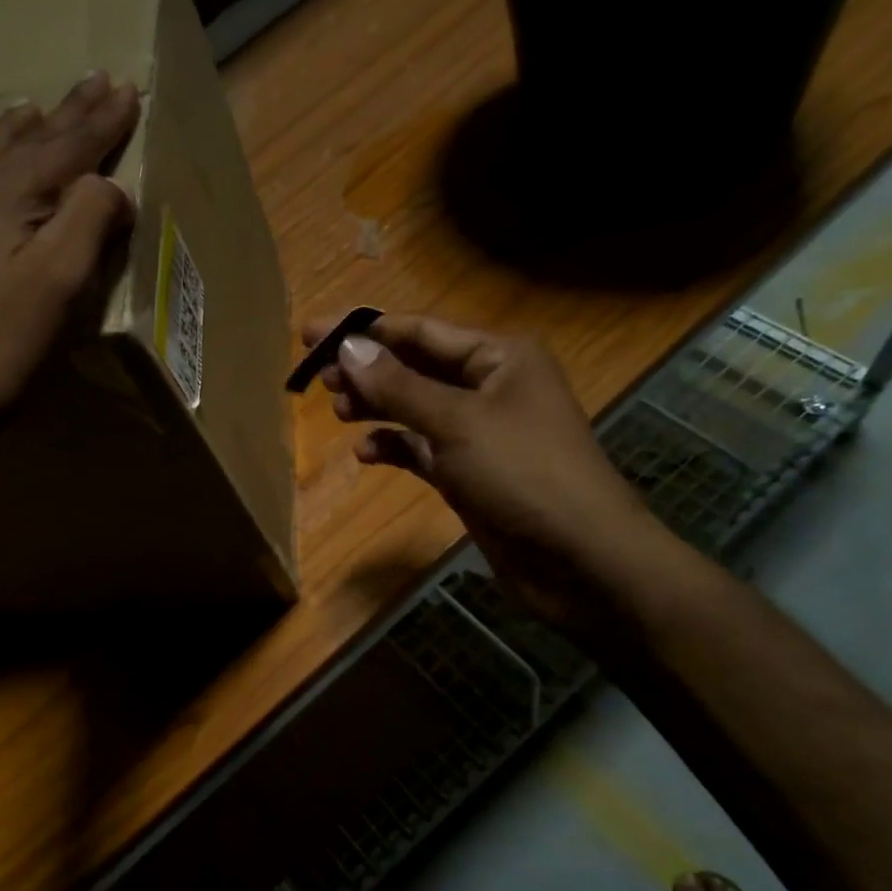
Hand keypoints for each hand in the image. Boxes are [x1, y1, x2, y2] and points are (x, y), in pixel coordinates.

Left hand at [0, 72, 140, 504]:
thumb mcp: (56, 289)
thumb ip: (86, 225)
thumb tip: (109, 184)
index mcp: (4, 200)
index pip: (66, 147)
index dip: (100, 120)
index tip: (126, 87)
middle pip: (20, 145)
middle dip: (61, 114)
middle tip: (89, 82)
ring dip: (8, 137)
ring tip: (27, 111)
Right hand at [307, 314, 677, 625]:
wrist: (579, 560)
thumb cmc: (522, 473)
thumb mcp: (456, 422)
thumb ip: (398, 385)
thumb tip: (347, 347)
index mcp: (499, 357)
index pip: (420, 330)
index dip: (365, 330)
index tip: (312, 333)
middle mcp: (490, 386)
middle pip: (415, 366)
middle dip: (367, 369)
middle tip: (316, 377)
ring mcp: (479, 432)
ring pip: (415, 407)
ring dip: (377, 406)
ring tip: (337, 411)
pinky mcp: (470, 472)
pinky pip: (422, 448)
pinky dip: (395, 446)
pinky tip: (366, 453)